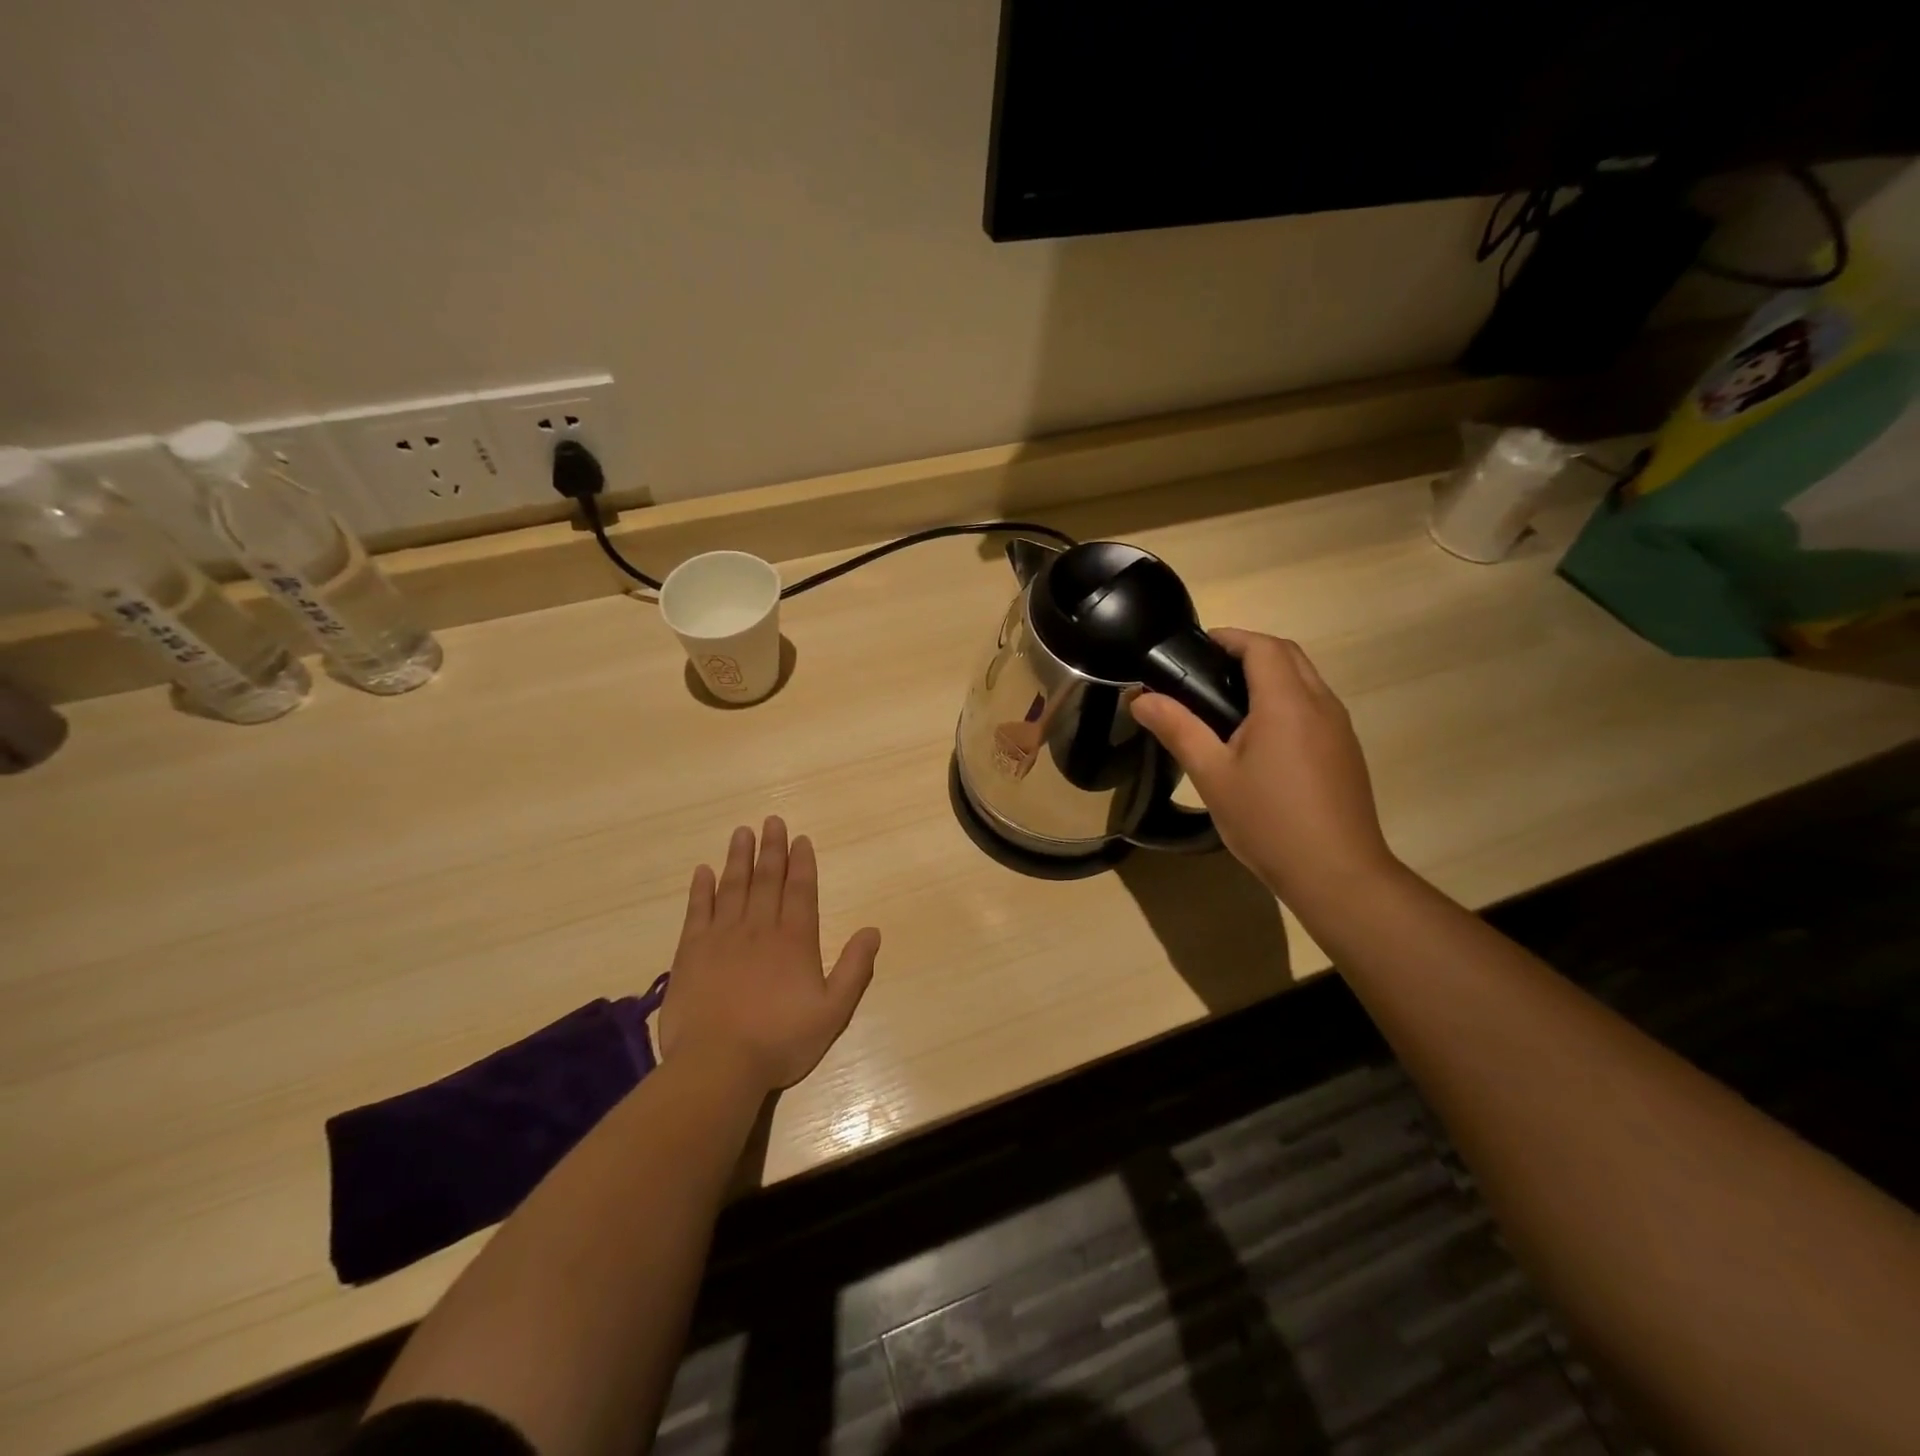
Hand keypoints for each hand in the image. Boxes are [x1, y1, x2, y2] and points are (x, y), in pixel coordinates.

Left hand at [659, 817, 880, 1092]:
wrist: (718, 1064)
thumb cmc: (780, 1040)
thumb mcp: (833, 1011)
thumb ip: (854, 969)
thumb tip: (873, 931)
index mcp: (795, 940)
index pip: (801, 890)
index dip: (802, 863)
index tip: (800, 839)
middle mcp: (760, 928)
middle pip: (767, 879)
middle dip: (772, 849)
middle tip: (772, 821)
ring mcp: (722, 937)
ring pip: (733, 886)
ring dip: (739, 858)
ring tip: (742, 833)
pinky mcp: (691, 951)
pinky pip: (698, 910)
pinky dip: (701, 889)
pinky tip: (703, 871)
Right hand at [1131, 630, 1397, 905]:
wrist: (1337, 874)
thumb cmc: (1269, 821)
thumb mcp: (1212, 776)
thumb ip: (1177, 729)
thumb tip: (1140, 698)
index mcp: (1287, 703)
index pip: (1262, 646)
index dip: (1229, 638)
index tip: (1196, 648)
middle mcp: (1321, 704)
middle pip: (1287, 655)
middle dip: (1249, 650)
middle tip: (1206, 671)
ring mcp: (1339, 728)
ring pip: (1305, 680)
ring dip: (1270, 675)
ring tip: (1226, 702)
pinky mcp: (1345, 751)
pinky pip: (1315, 706)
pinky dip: (1286, 700)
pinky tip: (1260, 738)